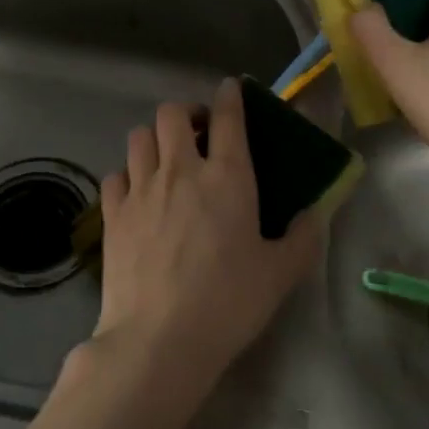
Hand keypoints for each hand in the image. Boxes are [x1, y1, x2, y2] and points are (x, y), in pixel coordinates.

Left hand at [90, 77, 320, 403]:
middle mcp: (180, 170)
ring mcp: (141, 189)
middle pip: (172, 113)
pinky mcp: (112, 213)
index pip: (227, 116)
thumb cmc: (228, 303)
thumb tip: (315, 214)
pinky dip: (127, 176)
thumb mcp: (280, 274)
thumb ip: (302, 238)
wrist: (159, 339)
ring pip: (139, 136)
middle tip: (199, 135)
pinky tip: (137, 195)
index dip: (230, 95)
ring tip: (166, 160)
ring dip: (155, 139)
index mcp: (226, 176)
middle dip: (187, 114)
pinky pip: (115, 174)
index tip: (231, 89)